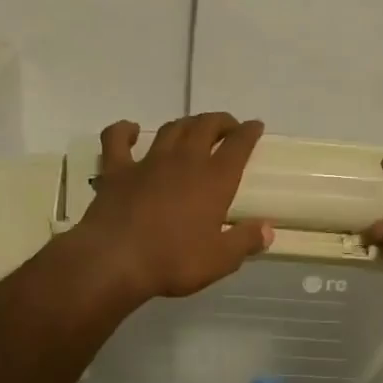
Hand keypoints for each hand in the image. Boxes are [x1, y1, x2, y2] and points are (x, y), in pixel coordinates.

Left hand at [77, 113, 273, 301]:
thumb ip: (245, 241)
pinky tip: (131, 131)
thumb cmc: (173, 261)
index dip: (249, 132)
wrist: (114, 260)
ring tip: (193, 129)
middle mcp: (184, 161)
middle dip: (220, 122)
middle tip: (228, 128)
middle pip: (206, 126)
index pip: (238, 145)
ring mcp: (148, 162)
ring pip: (171, 129)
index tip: (255, 126)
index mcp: (215, 179)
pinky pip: (117, 138)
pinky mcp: (116, 170)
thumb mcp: (220, 260)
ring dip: (186, 124)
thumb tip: (267, 230)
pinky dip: (124, 130)